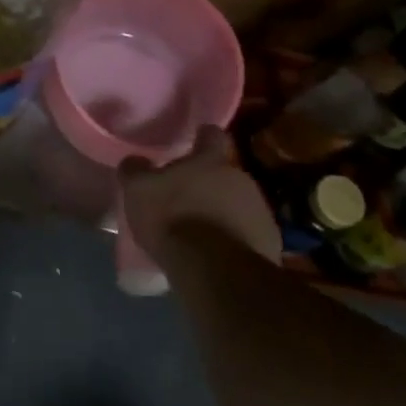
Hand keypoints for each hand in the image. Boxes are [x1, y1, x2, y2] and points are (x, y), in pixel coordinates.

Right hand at [120, 127, 280, 268]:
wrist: (215, 270)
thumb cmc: (173, 219)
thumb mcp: (139, 191)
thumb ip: (135, 170)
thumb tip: (134, 161)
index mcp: (211, 160)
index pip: (213, 134)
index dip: (203, 137)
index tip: (196, 141)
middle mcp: (241, 177)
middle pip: (226, 172)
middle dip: (210, 182)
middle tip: (189, 197)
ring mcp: (260, 210)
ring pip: (240, 203)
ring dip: (224, 211)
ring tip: (203, 231)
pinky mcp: (270, 241)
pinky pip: (250, 233)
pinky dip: (236, 238)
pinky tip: (219, 254)